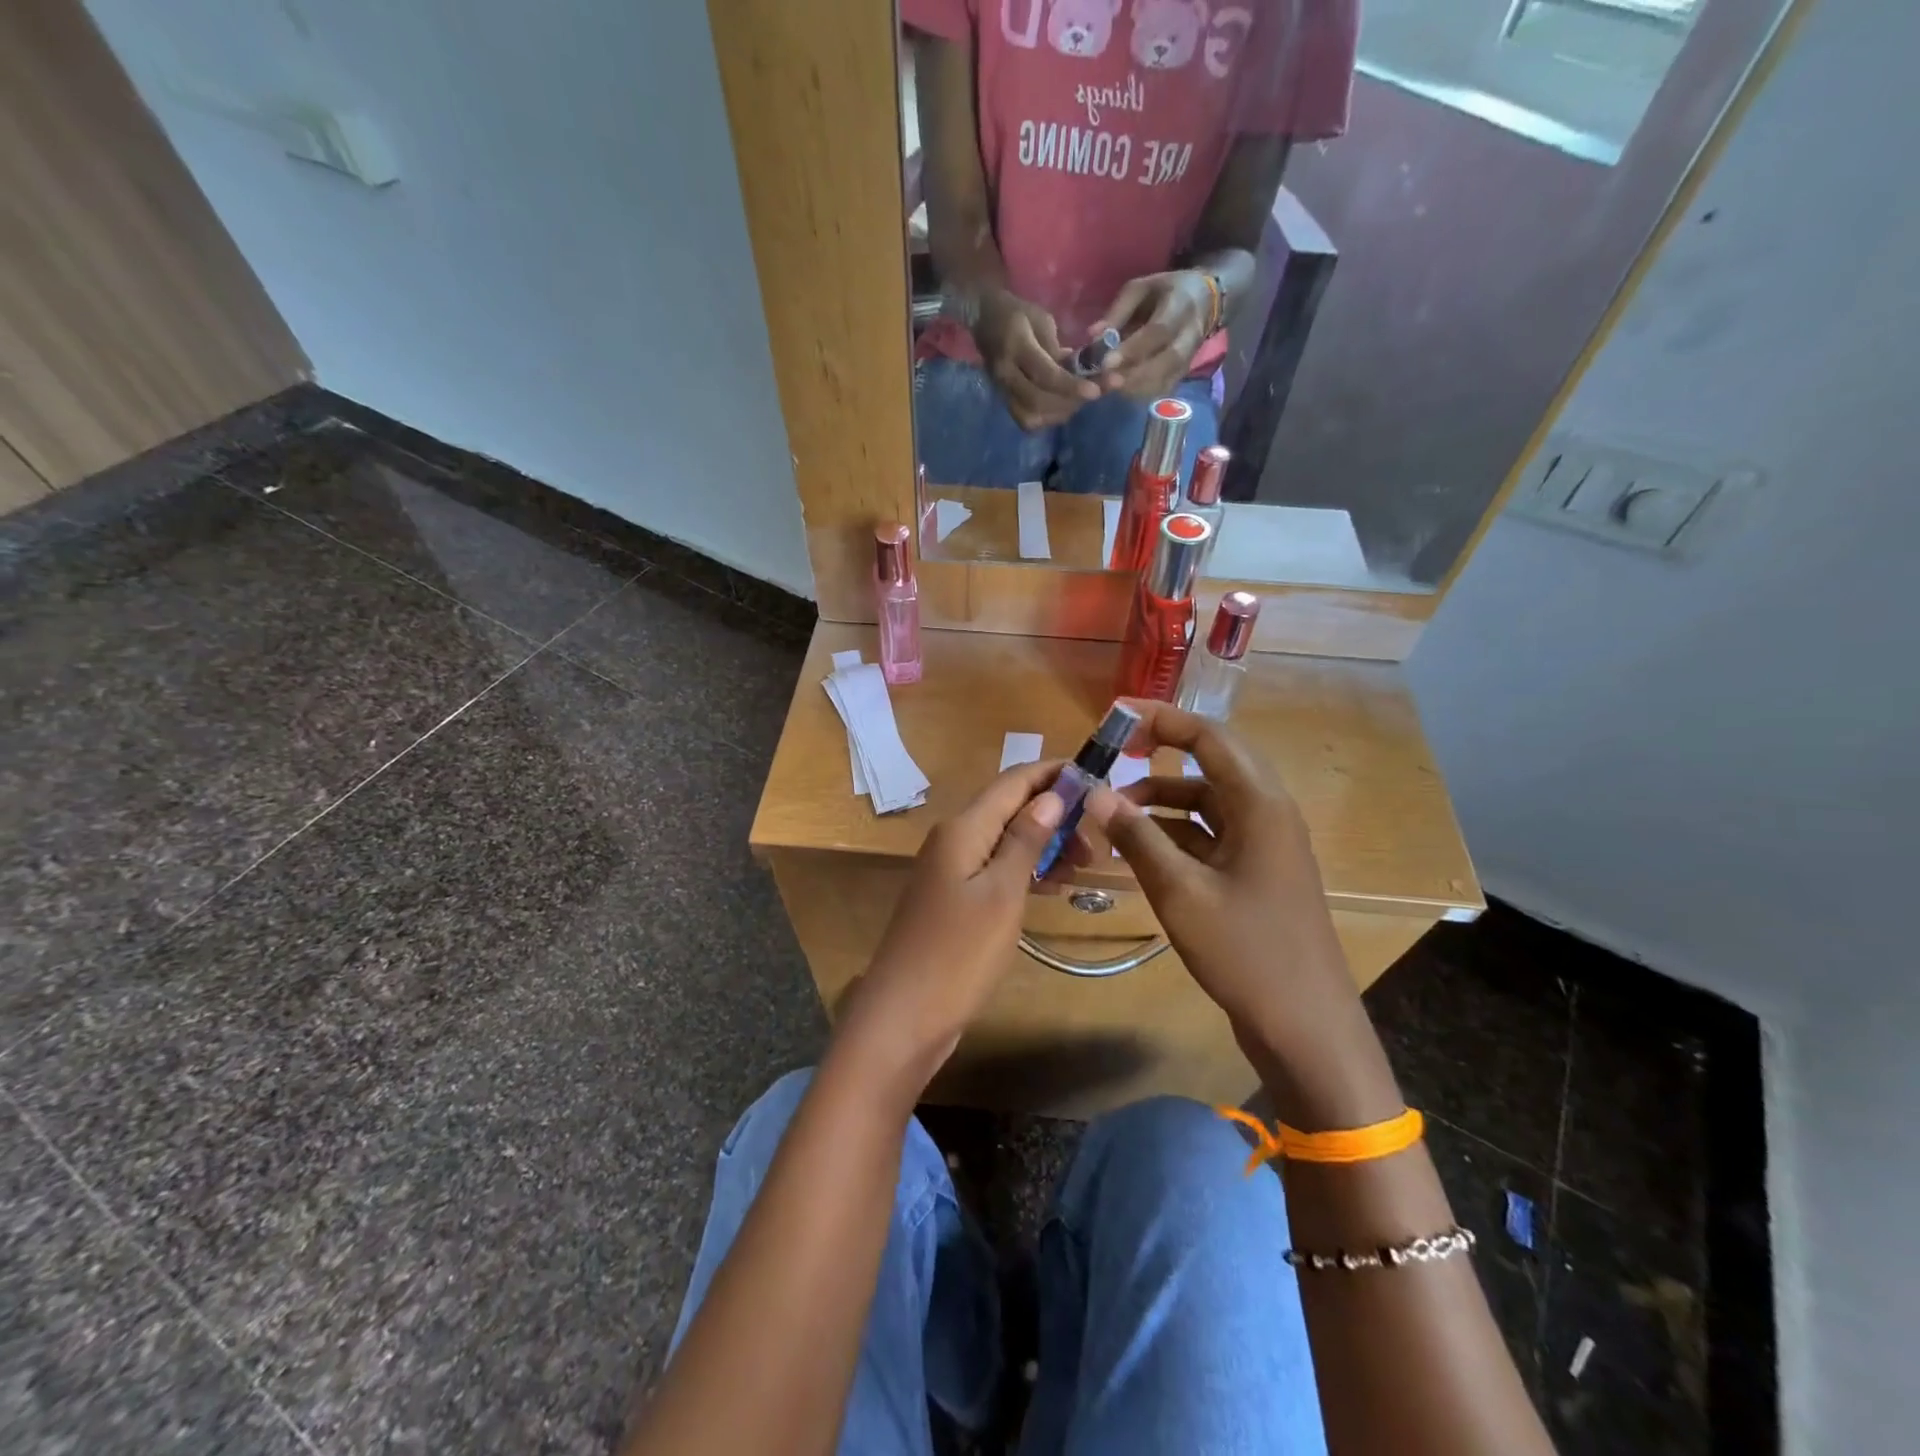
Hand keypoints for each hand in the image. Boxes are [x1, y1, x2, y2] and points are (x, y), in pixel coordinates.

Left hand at [834, 760, 1068, 1096]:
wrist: (903, 1017)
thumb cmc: (958, 954)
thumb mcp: (1002, 894)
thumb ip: (1026, 841)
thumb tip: (1051, 795)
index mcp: (963, 828)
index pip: (1014, 780)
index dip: (1054, 773)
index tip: (1099, 778)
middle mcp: (954, 839)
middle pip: (1010, 808)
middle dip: (1056, 813)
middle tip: (1098, 843)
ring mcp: (950, 870)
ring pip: (1005, 840)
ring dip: (1045, 844)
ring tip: (1086, 864)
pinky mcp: (953, 898)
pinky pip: (995, 868)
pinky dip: (1026, 870)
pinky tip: (1053, 886)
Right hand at [971, 287, 1100, 429]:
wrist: (984, 319)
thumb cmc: (1017, 314)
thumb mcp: (1042, 319)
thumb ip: (1058, 348)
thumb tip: (1079, 372)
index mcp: (1016, 347)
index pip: (1045, 375)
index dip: (1071, 386)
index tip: (1096, 392)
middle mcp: (1006, 375)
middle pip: (1039, 402)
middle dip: (1071, 401)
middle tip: (1096, 392)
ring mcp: (1002, 391)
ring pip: (1032, 417)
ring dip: (1060, 412)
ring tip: (1080, 399)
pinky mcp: (1004, 401)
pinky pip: (1026, 420)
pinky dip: (1047, 418)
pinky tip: (1062, 406)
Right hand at [1081, 702, 1397, 1124]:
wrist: (1305, 1026)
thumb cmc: (1246, 952)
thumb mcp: (1180, 892)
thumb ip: (1136, 837)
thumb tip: (1094, 792)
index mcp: (1260, 805)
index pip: (1209, 738)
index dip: (1162, 719)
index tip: (1116, 715)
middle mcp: (1267, 813)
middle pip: (1211, 763)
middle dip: (1160, 752)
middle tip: (1113, 752)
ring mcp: (1264, 845)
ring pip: (1207, 801)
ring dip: (1162, 799)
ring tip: (1113, 812)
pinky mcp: (1256, 872)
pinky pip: (1210, 834)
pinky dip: (1174, 832)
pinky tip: (1138, 847)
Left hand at [1090, 271, 1212, 399]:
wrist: (1203, 300)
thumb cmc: (1165, 292)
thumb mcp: (1141, 288)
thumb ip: (1119, 311)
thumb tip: (1093, 336)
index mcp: (1180, 305)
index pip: (1159, 331)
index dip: (1133, 349)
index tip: (1107, 363)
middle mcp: (1190, 334)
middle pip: (1167, 361)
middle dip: (1135, 375)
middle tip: (1107, 382)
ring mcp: (1190, 357)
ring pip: (1167, 379)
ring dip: (1136, 388)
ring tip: (1111, 387)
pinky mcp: (1184, 373)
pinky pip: (1164, 388)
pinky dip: (1143, 394)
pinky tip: (1124, 391)